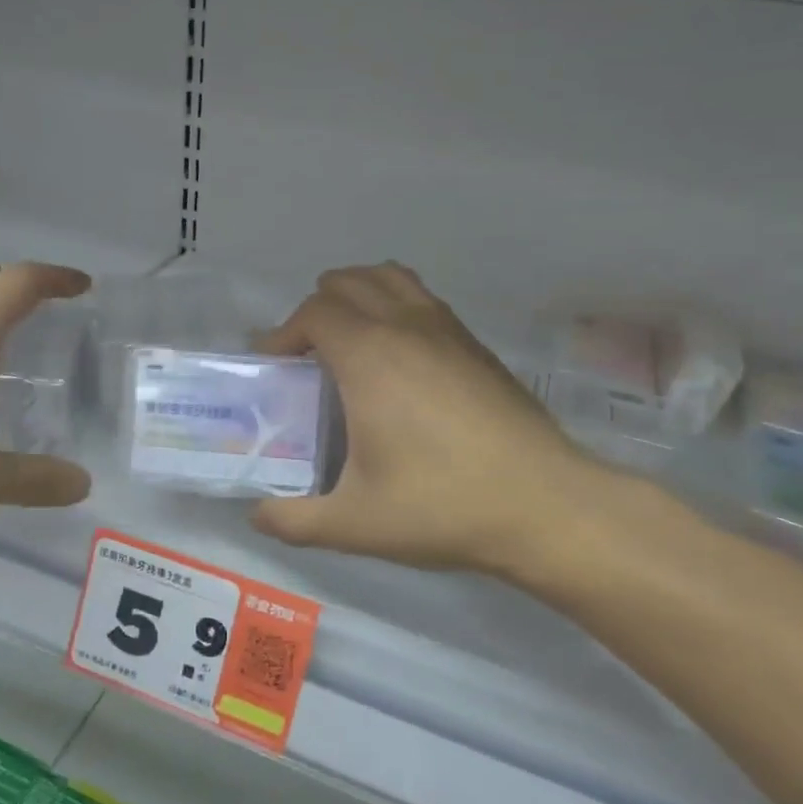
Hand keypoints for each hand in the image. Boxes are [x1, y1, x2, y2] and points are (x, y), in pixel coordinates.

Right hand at [250, 263, 603, 575]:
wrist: (544, 504)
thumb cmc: (441, 506)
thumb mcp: (355, 524)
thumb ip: (294, 521)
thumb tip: (258, 516)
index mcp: (369, 357)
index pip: (314, 312)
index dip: (283, 333)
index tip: (274, 366)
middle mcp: (407, 327)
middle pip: (349, 283)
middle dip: (316, 309)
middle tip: (306, 356)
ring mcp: (449, 331)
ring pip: (392, 279)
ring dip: (360, 295)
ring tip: (349, 340)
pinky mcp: (478, 346)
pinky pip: (425, 300)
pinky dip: (397, 307)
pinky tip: (401, 359)